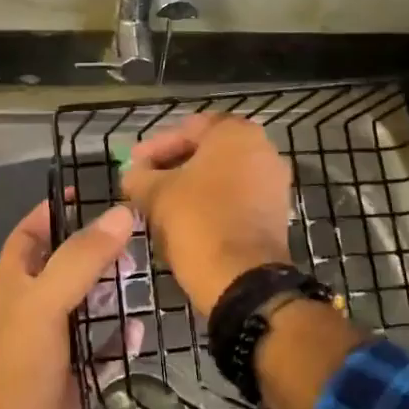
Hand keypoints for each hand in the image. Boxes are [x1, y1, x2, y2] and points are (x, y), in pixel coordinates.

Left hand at [0, 199, 136, 408]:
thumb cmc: (19, 368)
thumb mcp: (45, 302)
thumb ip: (82, 258)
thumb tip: (123, 214)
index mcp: (19, 284)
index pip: (32, 234)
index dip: (54, 211)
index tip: (89, 192)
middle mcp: (38, 308)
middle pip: (69, 266)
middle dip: (98, 249)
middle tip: (137, 234)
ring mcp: (59, 344)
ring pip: (90, 306)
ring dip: (114, 291)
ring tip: (148, 270)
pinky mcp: (80, 377)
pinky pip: (106, 348)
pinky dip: (122, 336)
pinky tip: (143, 326)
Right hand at [122, 113, 293, 314]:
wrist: (244, 280)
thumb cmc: (198, 222)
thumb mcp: (156, 194)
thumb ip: (139, 176)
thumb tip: (132, 175)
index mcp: (236, 133)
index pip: (188, 128)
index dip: (154, 147)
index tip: (133, 166)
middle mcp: (262, 149)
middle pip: (206, 151)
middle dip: (171, 166)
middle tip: (143, 183)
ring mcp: (273, 182)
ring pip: (221, 176)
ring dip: (189, 186)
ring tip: (158, 204)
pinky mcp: (276, 213)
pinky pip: (236, 198)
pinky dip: (210, 204)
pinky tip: (184, 220)